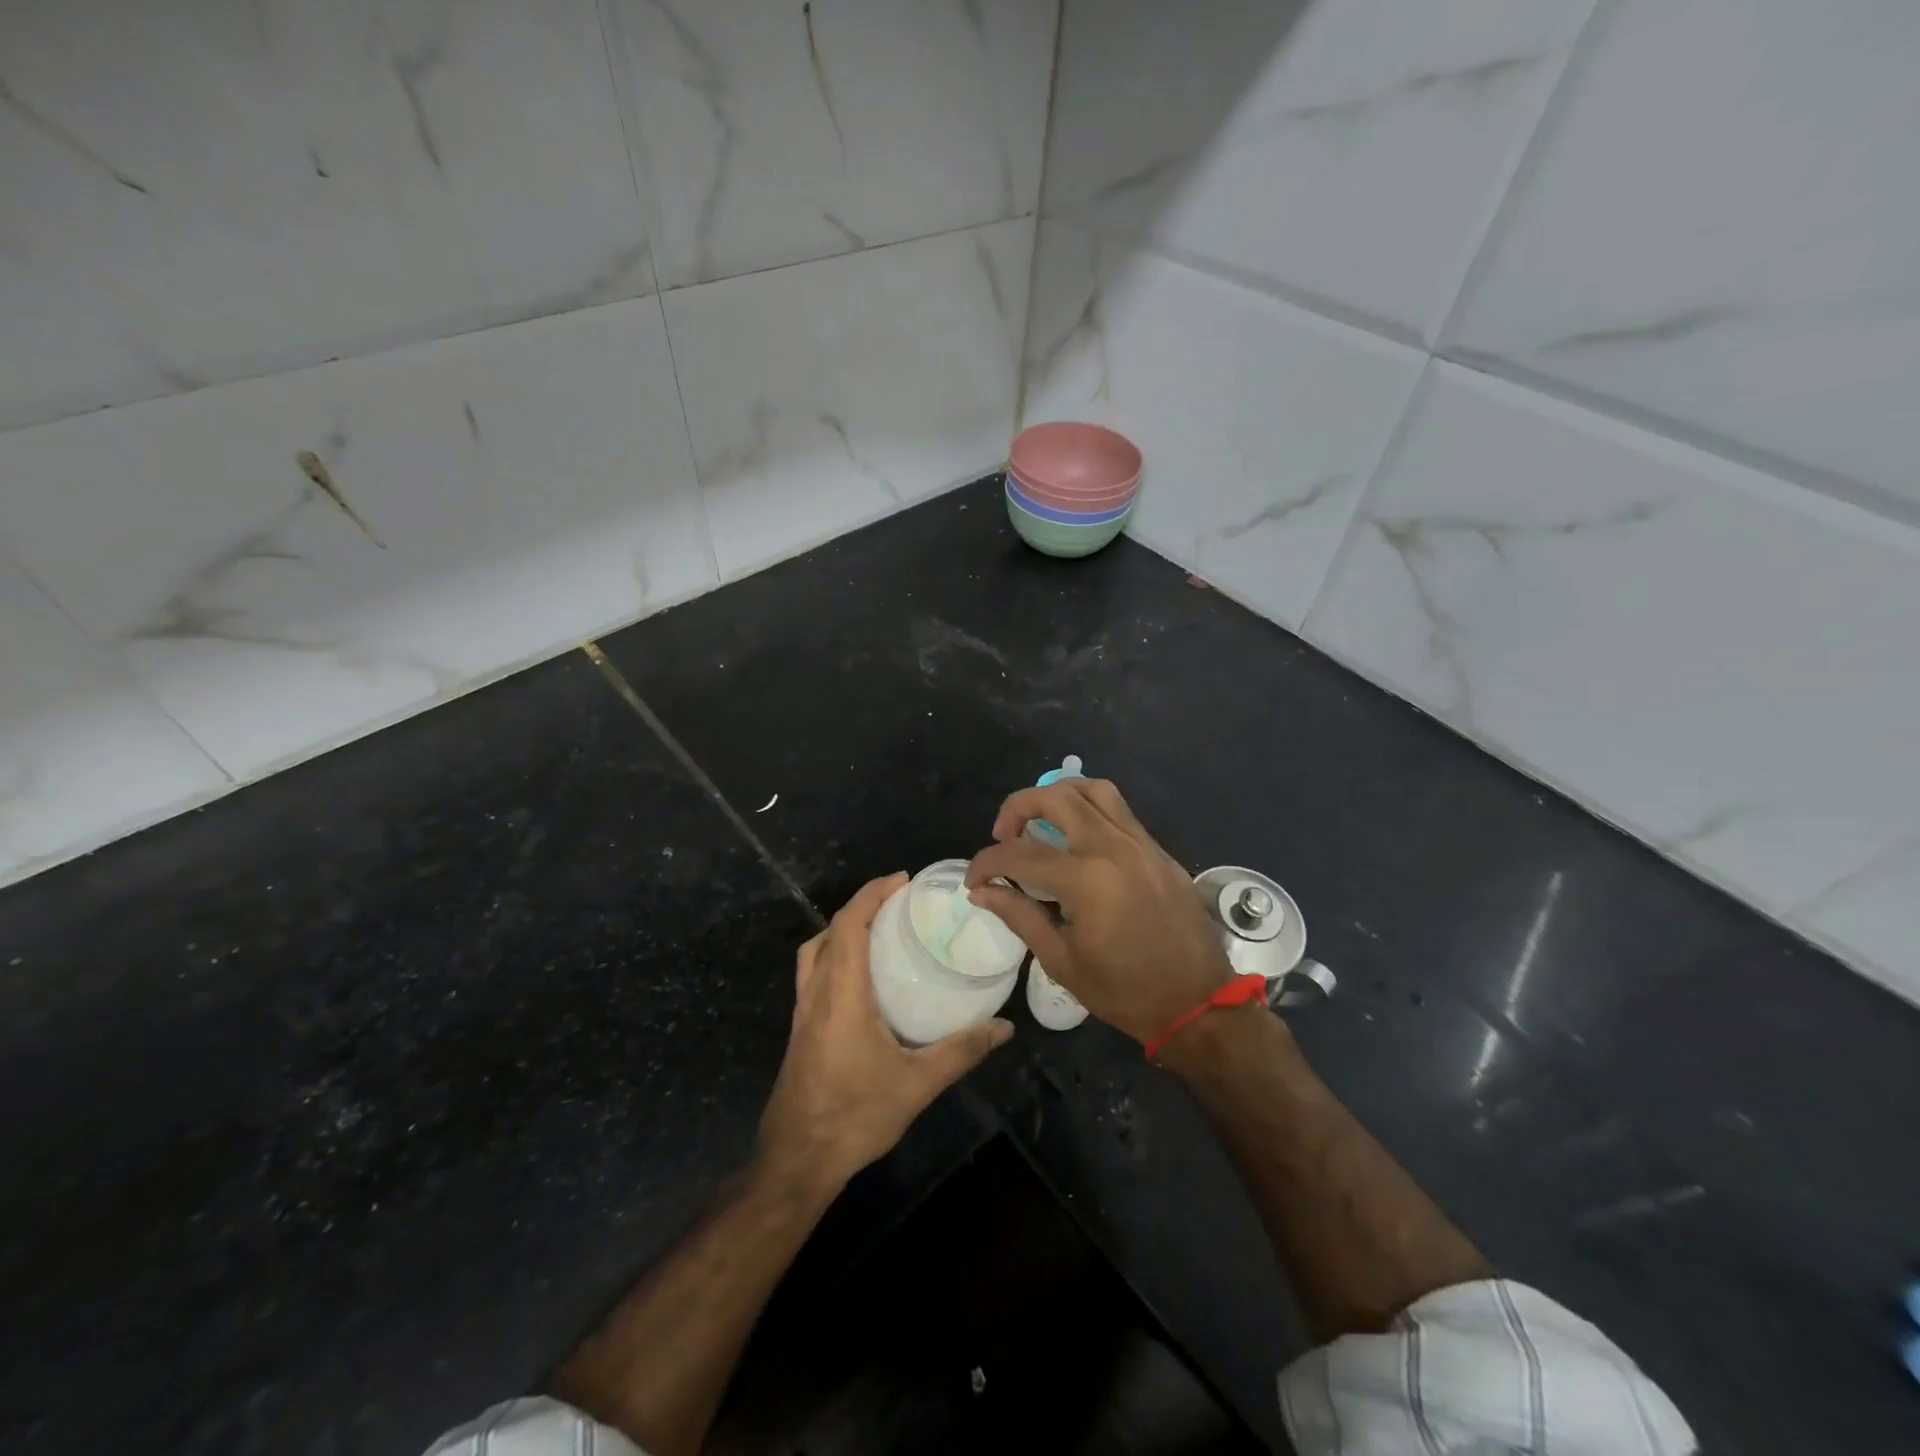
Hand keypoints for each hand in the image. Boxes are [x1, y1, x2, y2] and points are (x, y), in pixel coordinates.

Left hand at [757, 873, 1013, 1193]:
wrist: (796, 1160)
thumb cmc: (855, 1115)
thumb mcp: (917, 1083)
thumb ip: (962, 1051)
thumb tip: (1005, 1028)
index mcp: (840, 992)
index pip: (848, 924)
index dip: (872, 894)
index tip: (902, 880)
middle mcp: (816, 993)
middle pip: (830, 930)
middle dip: (861, 906)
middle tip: (898, 903)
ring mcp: (802, 1012)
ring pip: (814, 951)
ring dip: (842, 930)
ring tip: (879, 932)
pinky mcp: (799, 1030)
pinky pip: (813, 974)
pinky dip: (834, 957)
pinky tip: (861, 980)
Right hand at [965, 780, 1233, 1044]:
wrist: (1198, 1003)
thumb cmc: (1125, 992)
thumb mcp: (1062, 961)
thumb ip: (1019, 915)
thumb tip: (982, 891)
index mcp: (1086, 879)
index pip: (1020, 854)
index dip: (986, 863)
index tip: (974, 879)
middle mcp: (1113, 847)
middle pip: (1056, 797)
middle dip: (1018, 807)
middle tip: (1004, 835)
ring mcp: (1141, 843)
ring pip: (1094, 790)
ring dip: (1058, 795)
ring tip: (1042, 821)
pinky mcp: (1158, 850)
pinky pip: (1120, 811)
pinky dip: (1090, 810)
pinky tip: (1078, 839)